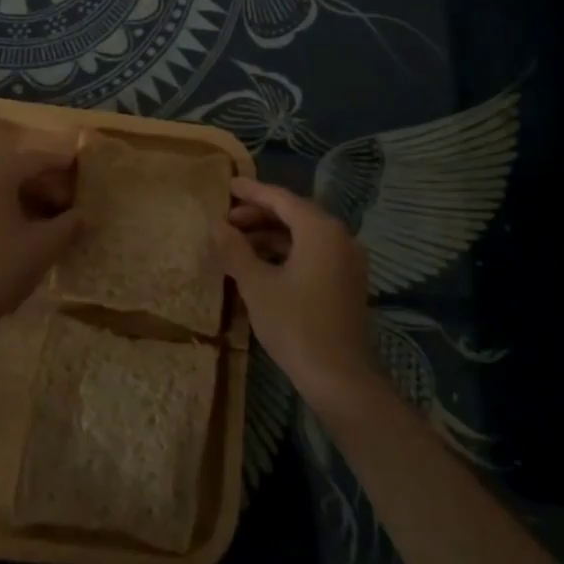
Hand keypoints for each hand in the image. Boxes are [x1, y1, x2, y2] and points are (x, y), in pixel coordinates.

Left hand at [0, 148, 81, 330]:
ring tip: (49, 221)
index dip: (59, 163)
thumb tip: (85, 215)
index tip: (78, 166)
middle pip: (14, 172)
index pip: (33, 160)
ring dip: (25, 200)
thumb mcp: (43, 246)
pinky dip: (7, 213)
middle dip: (43, 184)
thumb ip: (68, 225)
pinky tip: (22, 236)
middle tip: (67, 202)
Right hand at [216, 176, 376, 409]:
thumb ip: (234, 249)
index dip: (251, 191)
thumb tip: (216, 224)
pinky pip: (313, 251)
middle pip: (294, 213)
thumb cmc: (295, 325)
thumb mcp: (256, 285)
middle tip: (227, 219)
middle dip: (259, 213)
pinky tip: (261, 263)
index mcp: (320, 229)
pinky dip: (287, 251)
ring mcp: (347, 259)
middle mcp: (339, 236)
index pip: (281, 198)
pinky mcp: (347, 281)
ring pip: (304, 234)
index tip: (226, 185)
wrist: (340, 378)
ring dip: (271, 234)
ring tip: (237, 241)